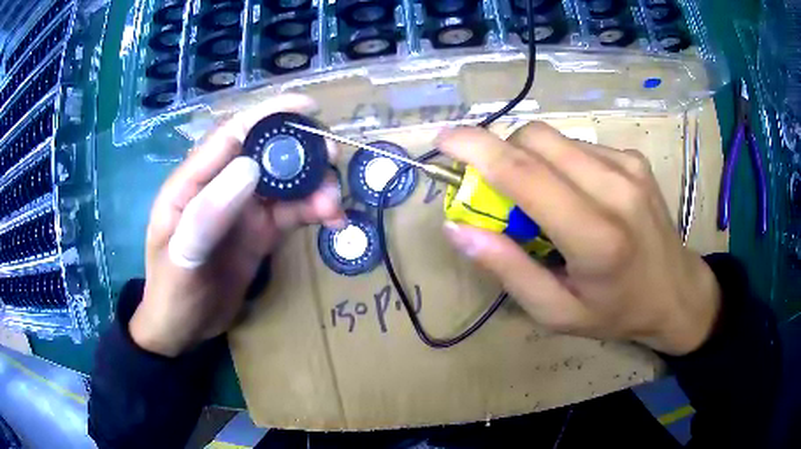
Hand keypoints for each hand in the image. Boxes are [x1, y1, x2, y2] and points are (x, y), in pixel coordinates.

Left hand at [129, 94, 343, 356]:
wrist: (183, 331)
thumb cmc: (172, 294)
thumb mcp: (183, 257)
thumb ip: (209, 213)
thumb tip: (251, 167)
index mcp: (193, 182)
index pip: (231, 135)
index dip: (268, 115)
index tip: (307, 108)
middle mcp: (220, 188)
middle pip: (265, 154)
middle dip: (300, 151)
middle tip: (332, 158)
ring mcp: (242, 210)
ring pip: (284, 184)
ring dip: (313, 186)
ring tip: (334, 203)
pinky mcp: (259, 233)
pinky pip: (290, 213)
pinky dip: (313, 211)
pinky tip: (331, 220)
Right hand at [437, 123, 720, 355]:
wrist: (676, 292)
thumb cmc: (616, 312)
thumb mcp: (556, 311)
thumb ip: (507, 269)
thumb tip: (457, 228)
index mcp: (596, 238)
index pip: (526, 174)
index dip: (477, 149)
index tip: (443, 139)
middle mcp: (615, 189)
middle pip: (536, 139)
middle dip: (501, 152)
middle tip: (499, 191)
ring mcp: (629, 167)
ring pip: (556, 138)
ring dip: (532, 159)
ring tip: (543, 200)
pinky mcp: (634, 158)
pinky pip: (578, 146)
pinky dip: (560, 162)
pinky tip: (575, 194)